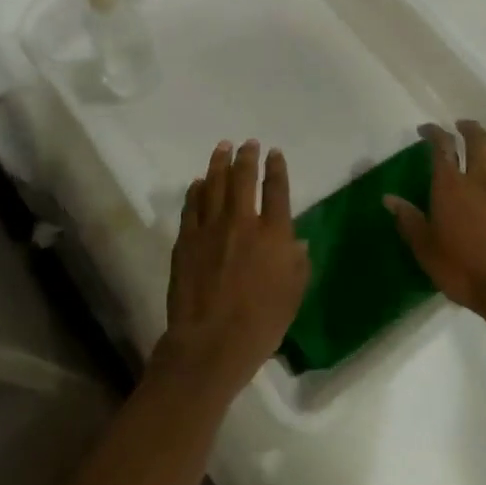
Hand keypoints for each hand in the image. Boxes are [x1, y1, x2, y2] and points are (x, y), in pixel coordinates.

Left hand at [156, 140, 310, 397]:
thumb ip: (298, 264)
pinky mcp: (187, 240)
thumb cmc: (261, 323)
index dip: (276, 168)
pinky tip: (199, 182)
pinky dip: (196, 190)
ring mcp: (210, 228)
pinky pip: (192, 206)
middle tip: (247, 143)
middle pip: (243, 179)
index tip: (274, 153)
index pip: (276, 190)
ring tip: (222, 148)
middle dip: (246, 157)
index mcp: (273, 234)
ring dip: (219, 163)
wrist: (211, 341)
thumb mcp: (293, 295)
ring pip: (214, 185)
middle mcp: (242, 222)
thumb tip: (298, 243)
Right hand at [386, 120, 485, 321]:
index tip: (426, 129)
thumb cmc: (462, 268)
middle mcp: (481, 179)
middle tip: (460, 126)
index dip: (434, 132)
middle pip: (478, 140)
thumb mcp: (426, 249)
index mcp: (451, 186)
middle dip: (468, 128)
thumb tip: (389, 198)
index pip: (442, 146)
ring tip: (484, 146)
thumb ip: (409, 220)